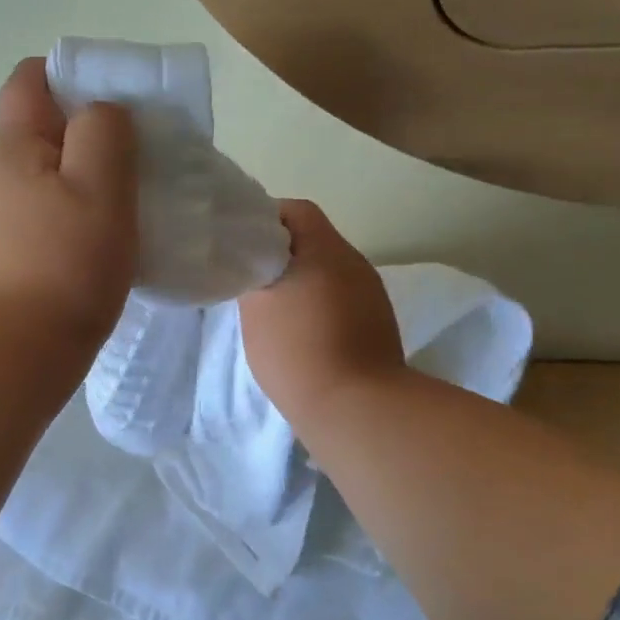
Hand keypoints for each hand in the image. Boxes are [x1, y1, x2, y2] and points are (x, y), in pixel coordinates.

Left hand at [0, 58, 137, 348]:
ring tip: (125, 204)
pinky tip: (99, 242)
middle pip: (41, 127)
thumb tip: (101, 113)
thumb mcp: (100, 185)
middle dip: (89, 133)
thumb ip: (105, 130)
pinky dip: (71, 215)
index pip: (33, 77)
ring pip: (45, 175)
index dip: (77, 78)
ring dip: (84, 180)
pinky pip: (41, 214)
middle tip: (136, 160)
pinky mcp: (0, 253)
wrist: (10, 354)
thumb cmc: (63, 264)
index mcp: (10, 142)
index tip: (121, 109)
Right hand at [240, 200, 404, 433]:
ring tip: (275, 310)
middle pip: (314, 241)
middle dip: (282, 255)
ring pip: (328, 272)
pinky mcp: (377, 324)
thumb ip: (253, 274)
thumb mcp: (256, 308)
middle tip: (252, 278)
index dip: (266, 220)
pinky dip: (320, 306)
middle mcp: (355, 263)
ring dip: (302, 282)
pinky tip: (302, 333)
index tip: (242, 245)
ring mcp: (371, 295)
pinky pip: (342, 299)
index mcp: (326, 249)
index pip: (296, 211)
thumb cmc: (296, 350)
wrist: (354, 407)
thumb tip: (256, 264)